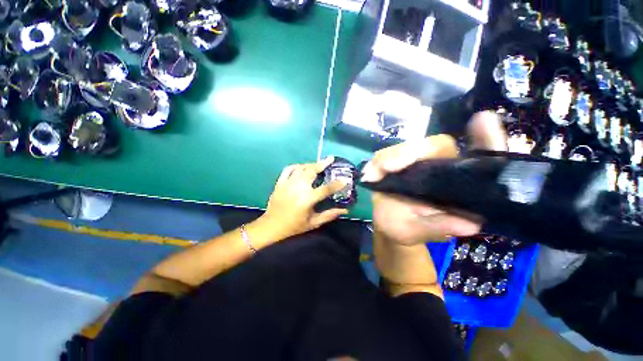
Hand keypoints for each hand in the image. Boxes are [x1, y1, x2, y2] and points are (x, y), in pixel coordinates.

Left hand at [263, 157, 348, 238]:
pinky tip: (301, 166)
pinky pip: (288, 169)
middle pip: (312, 171)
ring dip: (311, 164)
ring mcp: (288, 183)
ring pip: (301, 168)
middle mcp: (298, 188)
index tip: (345, 179)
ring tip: (318, 163)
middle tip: (330, 159)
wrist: (272, 225)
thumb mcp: (313, 223)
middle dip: (322, 163)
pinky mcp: (280, 182)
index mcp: (308, 199)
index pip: (326, 188)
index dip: (337, 184)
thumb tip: (345, 210)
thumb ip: (329, 215)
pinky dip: (296, 166)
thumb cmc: (294, 226)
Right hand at [362, 135, 480, 245]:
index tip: (482, 121)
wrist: (388, 223)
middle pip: (435, 145)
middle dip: (413, 152)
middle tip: (388, 167)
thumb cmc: (407, 228)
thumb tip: (470, 224)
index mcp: (457, 184)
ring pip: (406, 148)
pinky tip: (370, 174)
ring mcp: (415, 162)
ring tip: (373, 174)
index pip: (479, 157)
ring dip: (389, 158)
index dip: (486, 140)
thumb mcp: (420, 232)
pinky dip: (377, 163)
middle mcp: (439, 167)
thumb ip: (439, 228)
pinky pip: (386, 155)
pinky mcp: (395, 162)